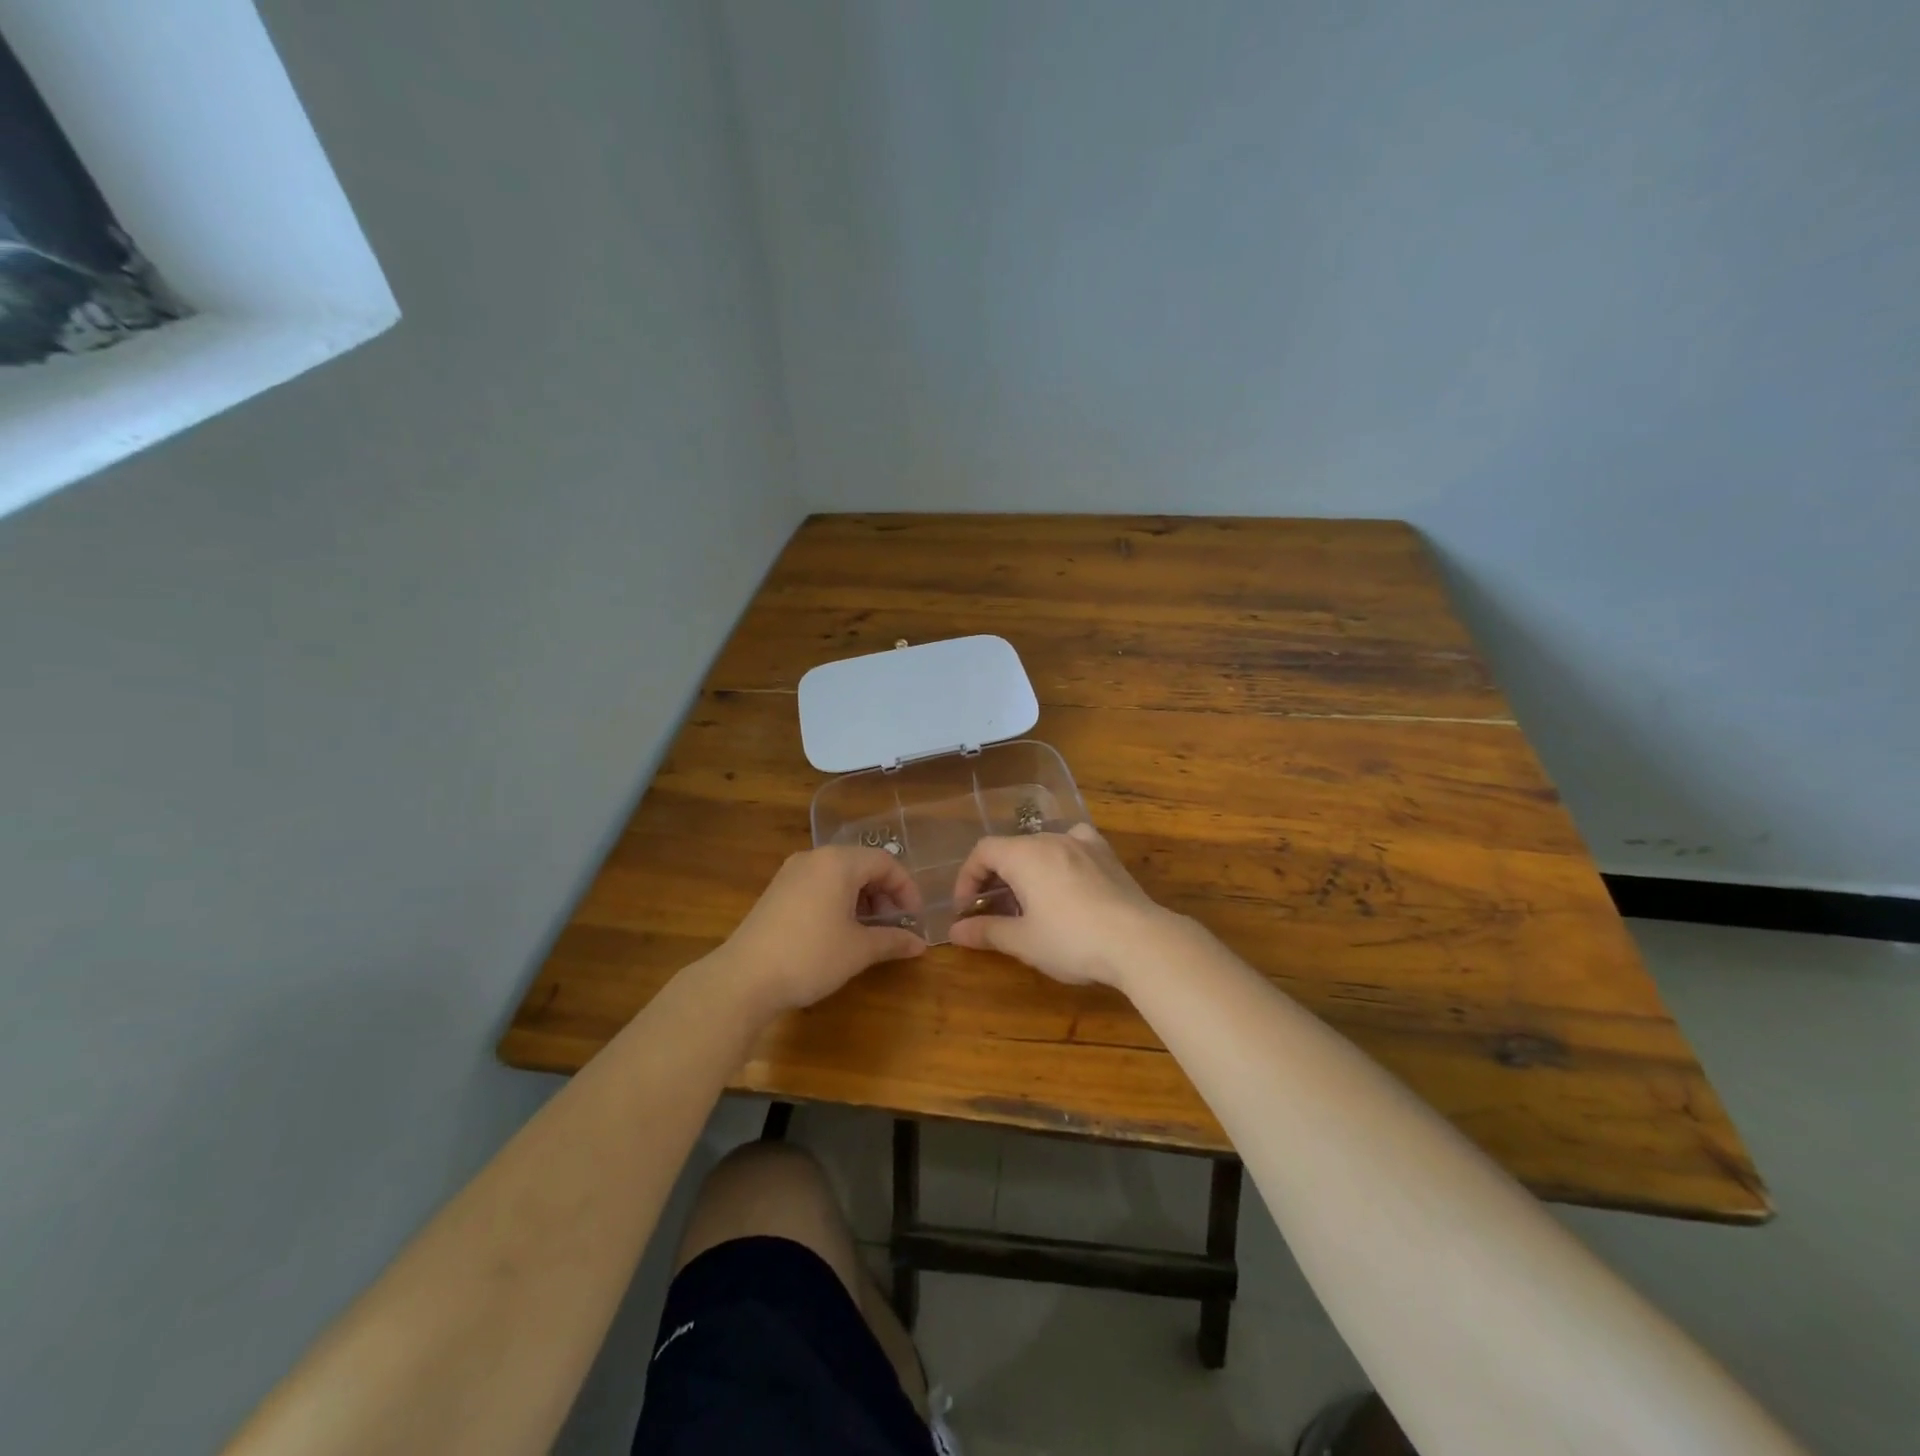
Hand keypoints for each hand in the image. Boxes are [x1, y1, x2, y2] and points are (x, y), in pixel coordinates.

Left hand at [717, 846, 925, 1015]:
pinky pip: (818, 885)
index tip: (914, 918)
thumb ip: (892, 940)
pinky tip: (839, 931)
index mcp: (838, 862)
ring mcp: (791, 873)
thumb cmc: (810, 956)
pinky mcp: (776, 892)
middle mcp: (814, 858)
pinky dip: (837, 901)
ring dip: (861, 899)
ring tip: (869, 931)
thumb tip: (920, 944)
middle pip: (861, 865)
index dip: (906, 889)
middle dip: (884, 894)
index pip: (885, 863)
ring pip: (838, 876)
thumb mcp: (858, 950)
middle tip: (894, 925)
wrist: (744, 978)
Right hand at [947, 824, 1179, 988]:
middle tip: (994, 912)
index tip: (966, 909)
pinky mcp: (1107, 856)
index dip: (967, 877)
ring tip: (1028, 903)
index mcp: (1024, 854)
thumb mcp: (1023, 941)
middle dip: (996, 878)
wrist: (1138, 941)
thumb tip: (954, 931)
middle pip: (1012, 848)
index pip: (983, 852)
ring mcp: (1083, 843)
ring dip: (1026, 870)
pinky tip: (1067, 880)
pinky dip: (1061, 859)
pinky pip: (1074, 846)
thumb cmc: (1072, 940)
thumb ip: (987, 931)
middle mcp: (1052, 838)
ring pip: (1042, 847)